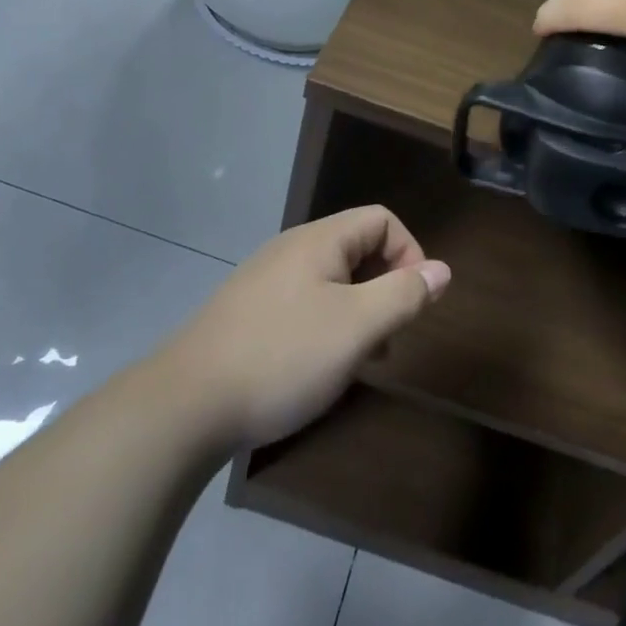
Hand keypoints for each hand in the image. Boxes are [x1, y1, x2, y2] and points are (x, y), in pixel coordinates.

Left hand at [168, 206, 449, 450]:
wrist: (184, 406)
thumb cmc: (282, 357)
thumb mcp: (356, 328)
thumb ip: (403, 295)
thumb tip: (442, 270)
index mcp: (319, 240)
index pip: (382, 220)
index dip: (409, 253)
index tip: (413, 302)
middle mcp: (292, 249)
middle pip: (357, 247)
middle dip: (385, 285)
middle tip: (390, 336)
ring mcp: (265, 280)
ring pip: (331, 280)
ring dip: (358, 310)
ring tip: (361, 359)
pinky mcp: (248, 312)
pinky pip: (304, 302)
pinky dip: (327, 324)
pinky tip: (318, 366)